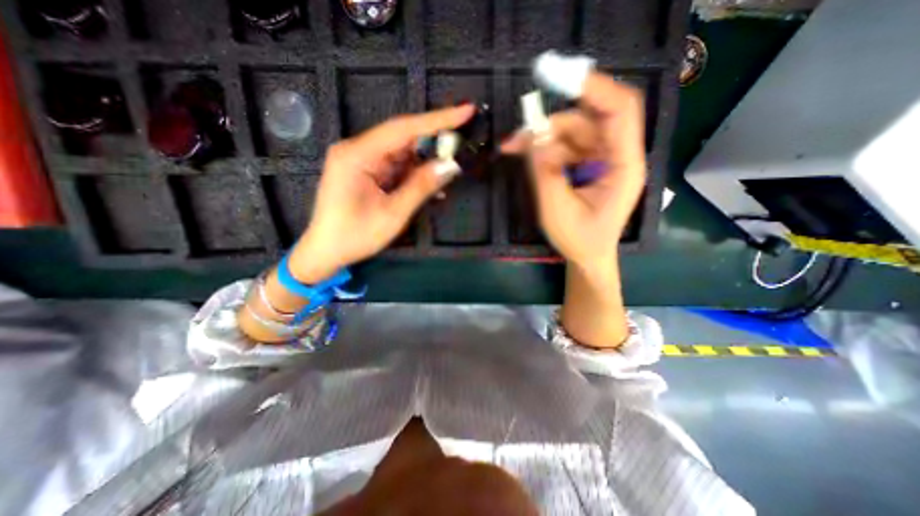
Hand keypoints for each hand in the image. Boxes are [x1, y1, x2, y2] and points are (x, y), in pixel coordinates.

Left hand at [288, 104, 472, 281]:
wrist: (326, 252)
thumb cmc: (355, 236)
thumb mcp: (393, 214)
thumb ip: (421, 187)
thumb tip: (450, 166)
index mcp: (358, 155)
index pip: (403, 128)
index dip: (437, 119)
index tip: (466, 111)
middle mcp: (358, 150)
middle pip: (403, 137)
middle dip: (434, 142)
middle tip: (462, 144)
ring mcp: (361, 161)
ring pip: (402, 153)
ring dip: (426, 163)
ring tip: (450, 169)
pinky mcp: (366, 172)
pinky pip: (396, 167)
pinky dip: (415, 175)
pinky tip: (431, 186)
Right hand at [503, 72, 644, 270]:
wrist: (588, 257)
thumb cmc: (579, 239)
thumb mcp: (557, 209)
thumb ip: (545, 171)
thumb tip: (532, 136)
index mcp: (623, 166)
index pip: (619, 110)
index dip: (593, 88)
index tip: (558, 76)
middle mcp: (616, 155)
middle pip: (587, 120)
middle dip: (551, 124)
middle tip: (518, 136)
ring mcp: (602, 160)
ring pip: (572, 132)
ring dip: (543, 137)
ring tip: (514, 149)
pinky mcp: (588, 165)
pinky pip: (566, 146)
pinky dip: (545, 148)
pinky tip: (527, 156)